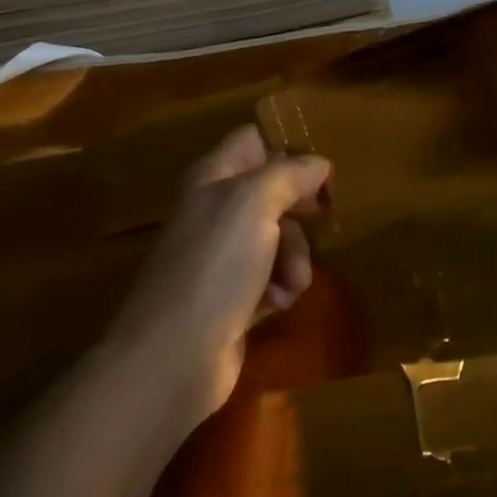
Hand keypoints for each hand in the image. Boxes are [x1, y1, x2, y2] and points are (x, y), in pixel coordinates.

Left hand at [106, 126, 330, 423]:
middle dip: (299, 209)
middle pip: (271, 191)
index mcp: (212, 176)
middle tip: (322, 218)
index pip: (252, 140)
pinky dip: (280, 286)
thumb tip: (319, 163)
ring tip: (294, 280)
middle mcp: (214, 209)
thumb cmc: (215, 264)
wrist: (174, 356)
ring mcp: (221, 256)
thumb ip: (289, 174)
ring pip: (276, 237)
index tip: (321, 167)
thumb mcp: (255, 202)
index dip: (286, 147)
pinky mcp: (231, 298)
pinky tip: (279, 302)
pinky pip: (270, 278)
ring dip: (295, 255)